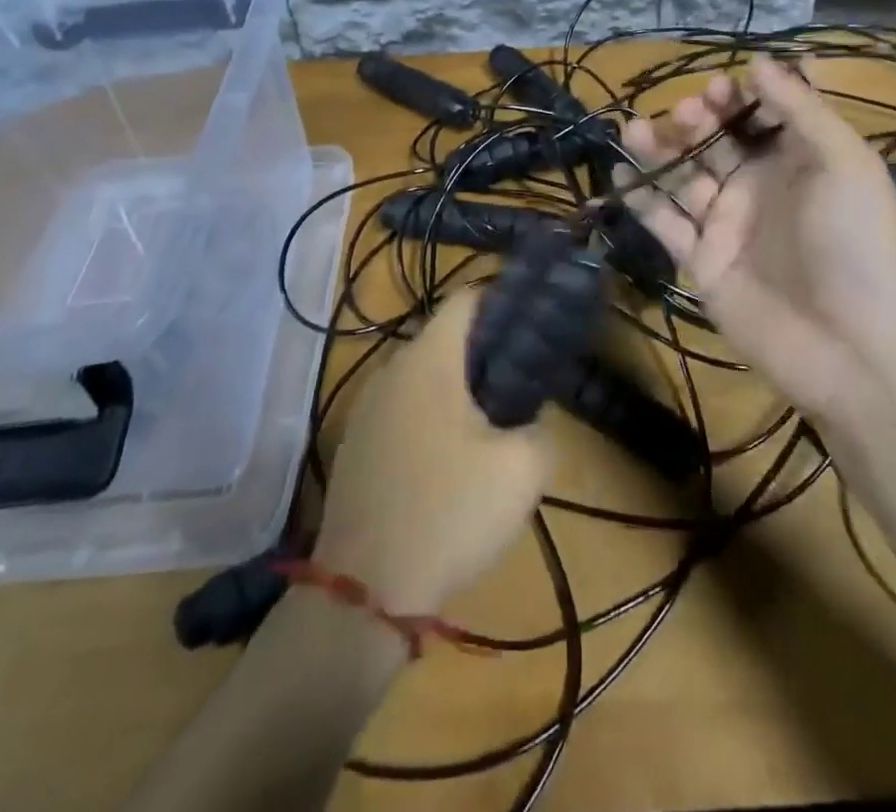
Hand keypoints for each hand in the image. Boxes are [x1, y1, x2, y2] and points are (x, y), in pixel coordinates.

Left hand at [312, 288, 550, 617]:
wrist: (363, 594)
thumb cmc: (448, 513)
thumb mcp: (522, 471)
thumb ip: (540, 428)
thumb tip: (531, 418)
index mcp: (428, 360)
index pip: (466, 299)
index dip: (503, 300)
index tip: (534, 323)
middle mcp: (390, 371)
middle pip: (444, 338)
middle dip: (486, 351)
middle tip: (523, 379)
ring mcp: (366, 409)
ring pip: (422, 377)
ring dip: (458, 388)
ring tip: (494, 421)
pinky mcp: (355, 447)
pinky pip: (402, 410)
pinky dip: (431, 417)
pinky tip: (451, 460)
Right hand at [619, 56, 895, 420]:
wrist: (853, 349)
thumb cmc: (858, 244)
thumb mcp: (847, 164)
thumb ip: (802, 110)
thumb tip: (758, 62)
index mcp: (799, 161)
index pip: (761, 115)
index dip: (739, 96)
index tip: (721, 85)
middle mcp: (759, 187)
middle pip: (716, 141)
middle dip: (697, 119)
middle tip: (685, 111)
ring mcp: (727, 224)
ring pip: (683, 176)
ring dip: (659, 150)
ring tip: (633, 129)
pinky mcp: (701, 260)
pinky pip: (665, 223)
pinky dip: (642, 200)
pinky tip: (621, 176)